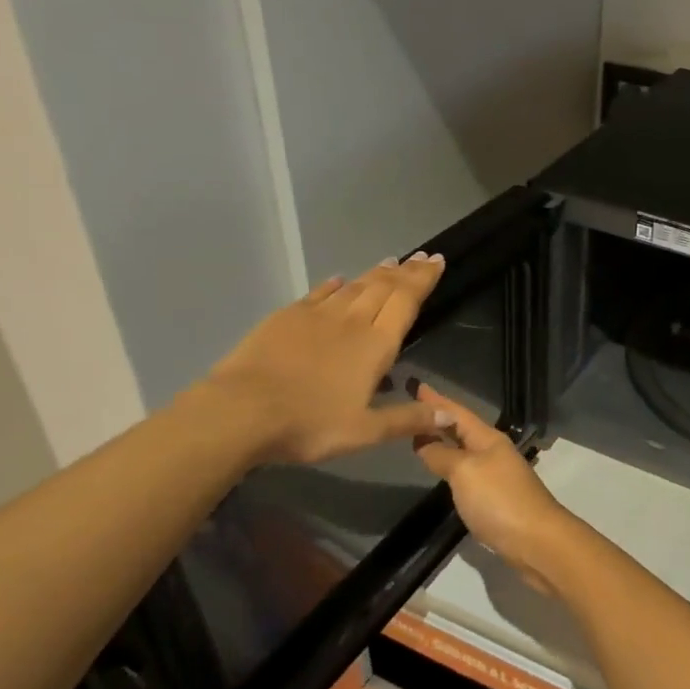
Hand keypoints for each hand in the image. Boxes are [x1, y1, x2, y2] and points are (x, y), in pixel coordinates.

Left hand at [200, 255, 451, 464]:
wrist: (242, 411)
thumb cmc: (310, 424)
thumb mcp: (365, 432)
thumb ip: (407, 420)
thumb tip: (448, 417)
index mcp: (375, 345)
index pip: (406, 302)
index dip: (423, 280)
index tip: (437, 261)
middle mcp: (351, 321)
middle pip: (384, 287)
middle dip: (406, 271)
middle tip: (421, 256)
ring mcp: (317, 315)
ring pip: (354, 286)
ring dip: (375, 273)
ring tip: (390, 262)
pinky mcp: (286, 317)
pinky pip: (319, 293)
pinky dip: (334, 284)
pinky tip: (339, 279)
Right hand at [409, 383, 589, 593]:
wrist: (536, 541)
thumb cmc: (499, 500)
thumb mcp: (465, 472)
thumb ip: (442, 455)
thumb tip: (424, 442)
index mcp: (488, 439)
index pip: (457, 413)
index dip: (437, 401)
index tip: (417, 385)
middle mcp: (493, 452)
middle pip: (462, 429)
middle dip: (438, 418)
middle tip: (412, 408)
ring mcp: (496, 475)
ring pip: (464, 450)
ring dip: (444, 441)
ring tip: (421, 435)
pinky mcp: (495, 498)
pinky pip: (467, 472)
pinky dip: (450, 465)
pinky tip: (442, 469)